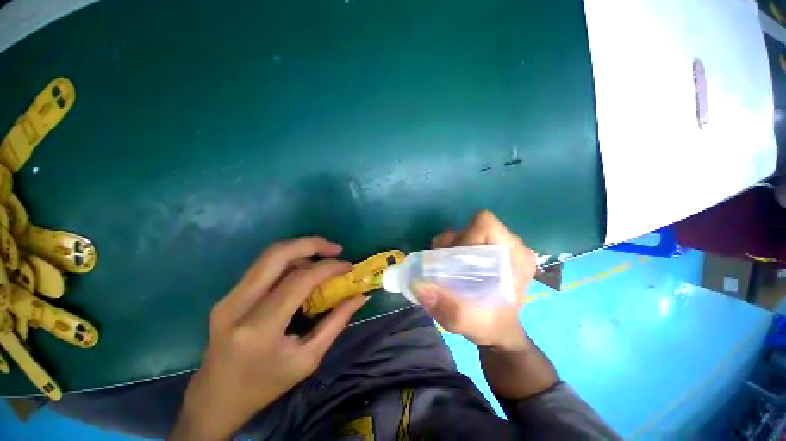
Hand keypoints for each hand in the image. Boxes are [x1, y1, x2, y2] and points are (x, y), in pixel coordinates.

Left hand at [170, 237, 366, 440]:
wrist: (216, 398)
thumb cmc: (266, 385)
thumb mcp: (308, 358)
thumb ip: (337, 322)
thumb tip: (361, 296)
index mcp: (260, 328)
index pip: (299, 280)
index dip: (327, 268)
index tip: (347, 266)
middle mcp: (238, 306)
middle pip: (277, 254)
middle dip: (311, 243)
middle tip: (335, 249)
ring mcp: (228, 298)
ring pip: (269, 255)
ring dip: (300, 249)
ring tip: (323, 257)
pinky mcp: (227, 295)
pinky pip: (263, 266)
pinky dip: (289, 260)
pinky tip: (304, 269)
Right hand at [415, 211, 536, 349]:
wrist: (497, 331)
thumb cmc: (487, 326)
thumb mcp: (464, 321)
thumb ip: (442, 304)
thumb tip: (418, 284)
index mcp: (515, 256)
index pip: (484, 225)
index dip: (463, 237)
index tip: (454, 259)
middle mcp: (513, 247)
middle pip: (474, 227)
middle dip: (454, 243)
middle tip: (445, 265)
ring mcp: (505, 248)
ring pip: (470, 232)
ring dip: (453, 247)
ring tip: (448, 267)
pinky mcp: (496, 252)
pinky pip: (471, 239)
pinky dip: (457, 249)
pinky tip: (454, 266)